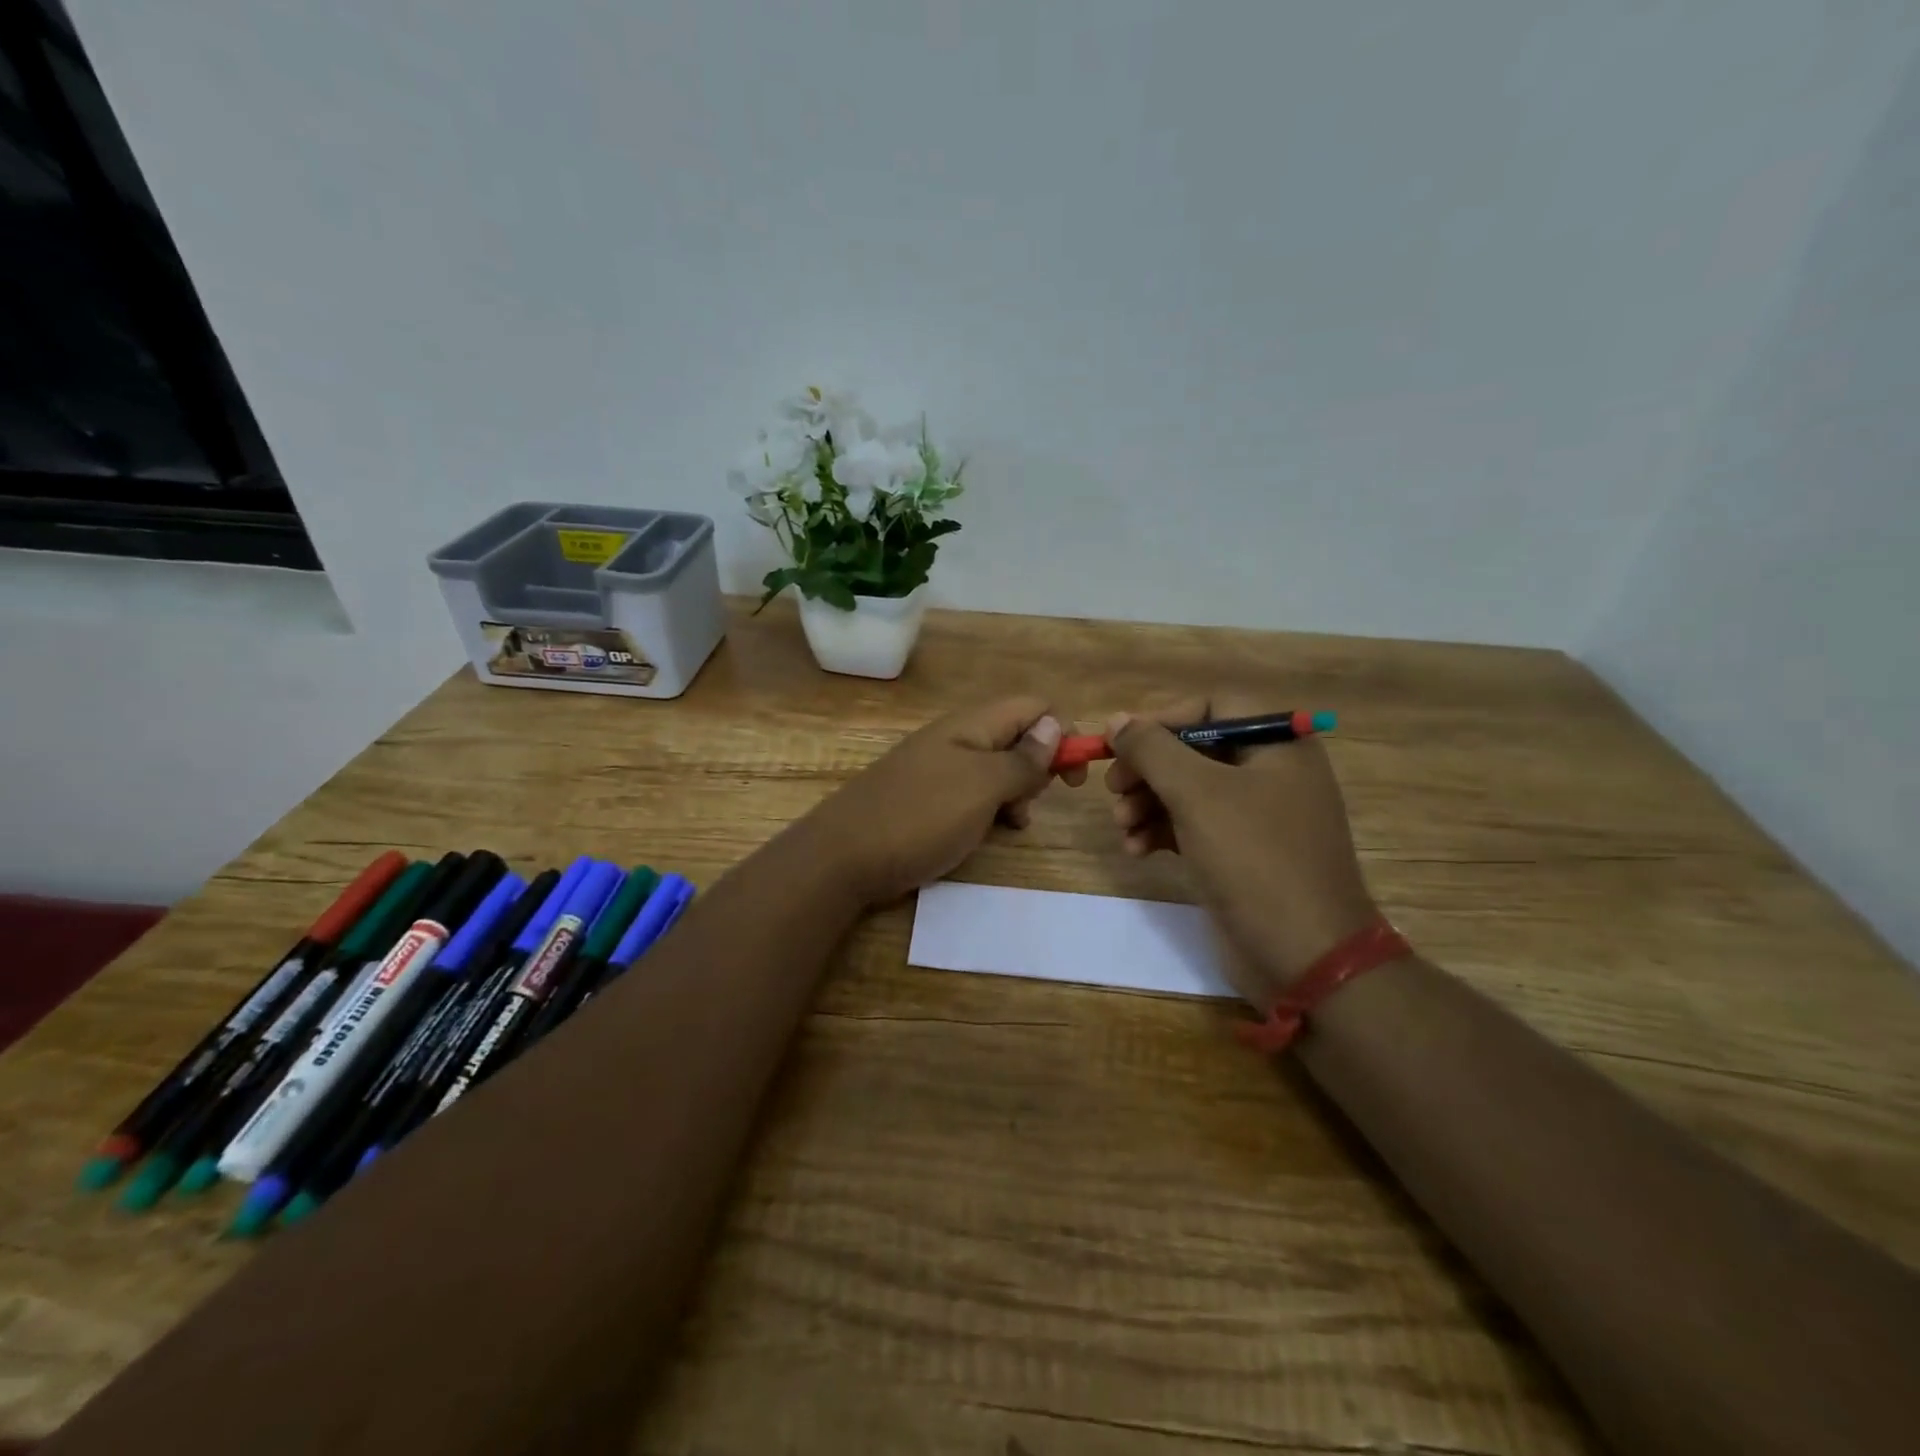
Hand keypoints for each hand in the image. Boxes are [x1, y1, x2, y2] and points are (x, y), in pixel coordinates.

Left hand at [805, 698, 1072, 906]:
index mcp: (971, 725)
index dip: (1062, 732)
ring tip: (1011, 825)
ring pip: (998, 770)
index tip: (1074, 776)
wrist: (844, 857)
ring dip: (1016, 795)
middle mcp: (957, 739)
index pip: (1033, 707)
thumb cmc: (920, 817)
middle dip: (1038, 768)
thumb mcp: (982, 787)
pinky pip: (974, 795)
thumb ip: (1022, 758)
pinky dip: (990, 811)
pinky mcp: (928, 799)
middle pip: (1017, 737)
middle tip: (1034, 802)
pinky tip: (989, 834)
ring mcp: (939, 769)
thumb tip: (1055, 724)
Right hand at [1104, 694, 1378, 1005]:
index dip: (1164, 719)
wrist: (1305, 956)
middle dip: (1149, 769)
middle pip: (1195, 750)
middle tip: (1113, 789)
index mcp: (1278, 745)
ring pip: (1189, 791)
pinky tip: (1136, 850)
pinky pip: (1194, 826)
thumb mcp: (1197, 794)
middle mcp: (1272, 773)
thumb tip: (1116, 720)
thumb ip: (1152, 749)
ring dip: (1148, 804)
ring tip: (1121, 826)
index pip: (1214, 707)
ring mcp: (1258, 817)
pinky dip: (1162, 832)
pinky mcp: (1242, 854)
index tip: (1124, 743)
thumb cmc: (1254, 859)